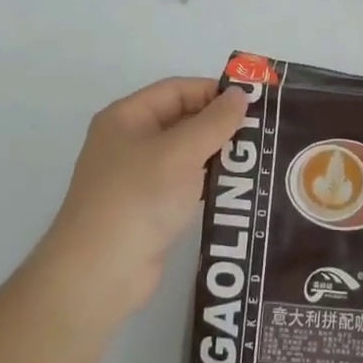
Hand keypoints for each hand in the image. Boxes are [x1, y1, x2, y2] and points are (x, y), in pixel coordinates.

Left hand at [38, 78, 248, 323]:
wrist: (99, 273)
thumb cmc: (139, 197)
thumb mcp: (181, 152)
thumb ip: (214, 121)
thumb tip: (240, 94)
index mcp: (127, 117)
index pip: (177, 89)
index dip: (214, 92)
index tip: (254, 103)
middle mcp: (129, 141)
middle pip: (181, 120)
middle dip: (219, 124)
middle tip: (263, 133)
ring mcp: (137, 177)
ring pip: (185, 154)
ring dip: (217, 155)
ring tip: (258, 160)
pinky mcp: (147, 209)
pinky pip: (183, 184)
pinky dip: (207, 183)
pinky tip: (237, 189)